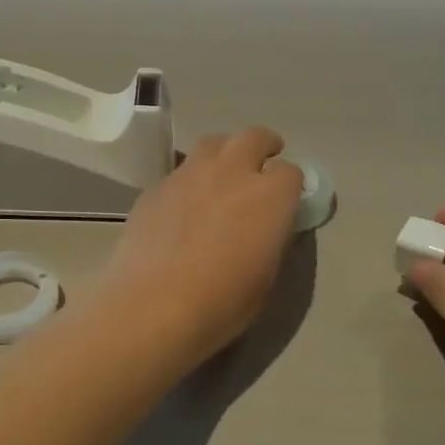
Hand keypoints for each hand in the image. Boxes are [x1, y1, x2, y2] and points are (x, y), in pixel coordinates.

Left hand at [100, 127, 303, 364]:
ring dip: (224, 153)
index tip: (286, 199)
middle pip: (253, 137)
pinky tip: (184, 207)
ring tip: (222, 175)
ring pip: (212, 144)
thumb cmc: (222, 302)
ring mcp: (189, 175)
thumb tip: (267, 227)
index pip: (291, 172)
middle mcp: (232, 172)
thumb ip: (271, 240)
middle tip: (262, 163)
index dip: (290, 185)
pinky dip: (190, 180)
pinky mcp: (156, 187)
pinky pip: (180, 172)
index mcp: (270, 196)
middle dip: (263, 145)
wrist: (154, 307)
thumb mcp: (266, 277)